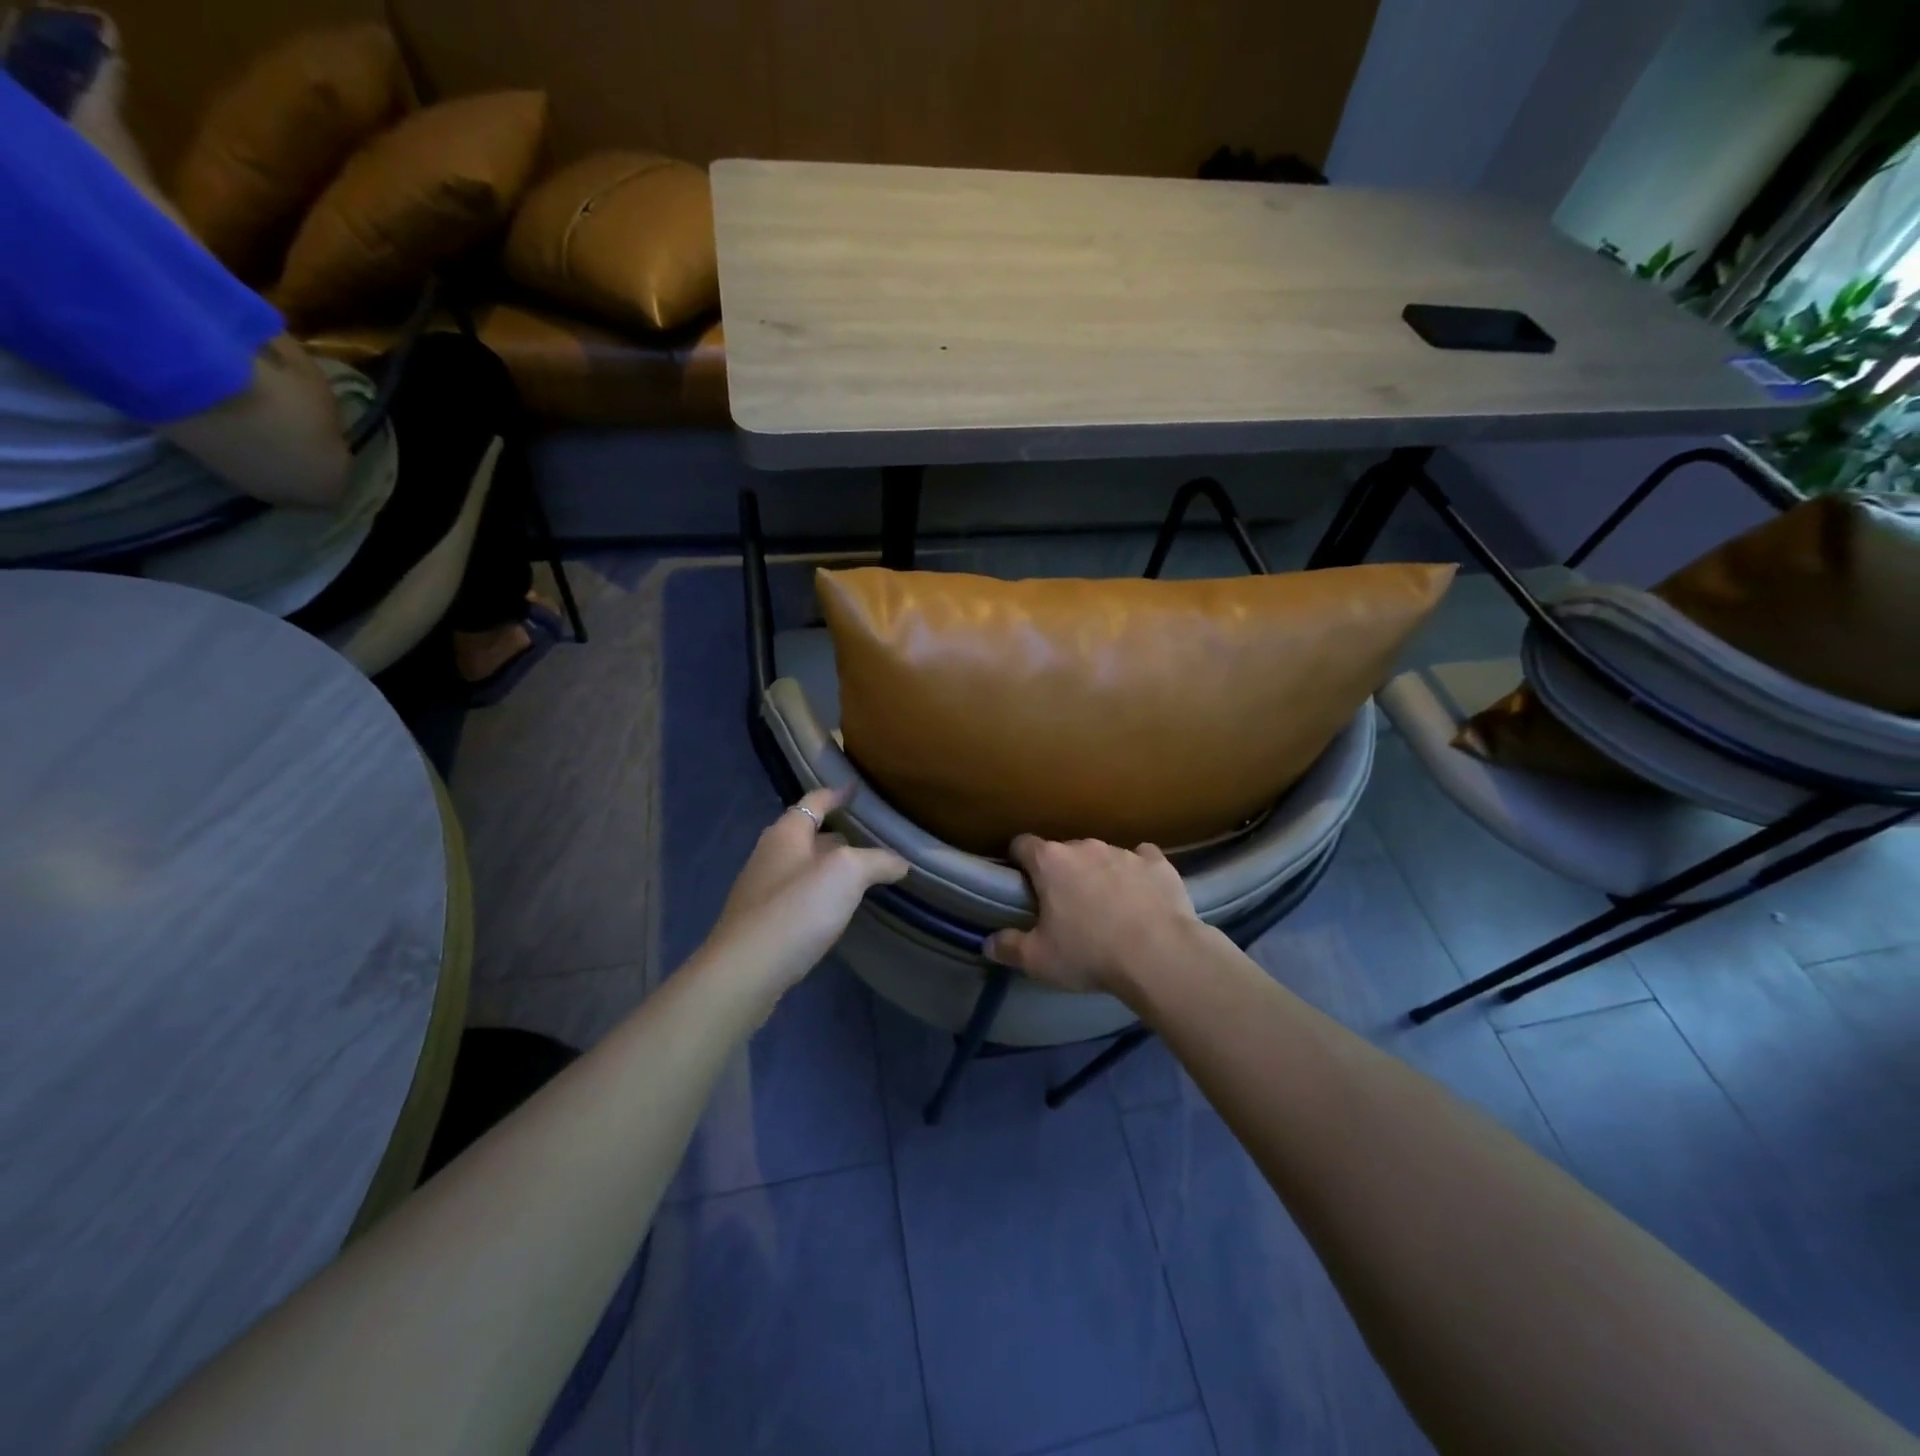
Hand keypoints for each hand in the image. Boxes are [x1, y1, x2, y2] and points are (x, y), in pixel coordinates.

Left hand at [701, 786, 907, 994]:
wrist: (746, 970)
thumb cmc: (797, 908)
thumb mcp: (847, 874)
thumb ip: (877, 861)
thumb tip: (901, 862)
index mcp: (787, 832)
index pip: (815, 801)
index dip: (837, 793)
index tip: (855, 788)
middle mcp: (769, 854)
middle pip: (807, 834)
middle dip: (835, 834)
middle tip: (868, 838)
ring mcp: (761, 889)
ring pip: (802, 867)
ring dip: (827, 867)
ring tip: (858, 874)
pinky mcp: (761, 922)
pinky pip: (796, 896)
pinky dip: (818, 894)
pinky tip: (834, 910)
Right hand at [985, 835, 1201, 995]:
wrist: (1160, 955)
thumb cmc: (1090, 954)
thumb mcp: (1038, 960)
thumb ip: (1009, 947)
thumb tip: (988, 943)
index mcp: (1051, 862)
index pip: (1022, 844)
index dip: (1018, 860)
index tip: (1021, 881)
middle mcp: (1085, 847)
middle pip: (1064, 851)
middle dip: (1062, 872)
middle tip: (1065, 906)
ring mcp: (1124, 851)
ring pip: (1102, 856)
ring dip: (1099, 873)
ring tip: (1107, 907)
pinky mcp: (1158, 863)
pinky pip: (1142, 859)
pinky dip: (1138, 873)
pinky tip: (1142, 895)